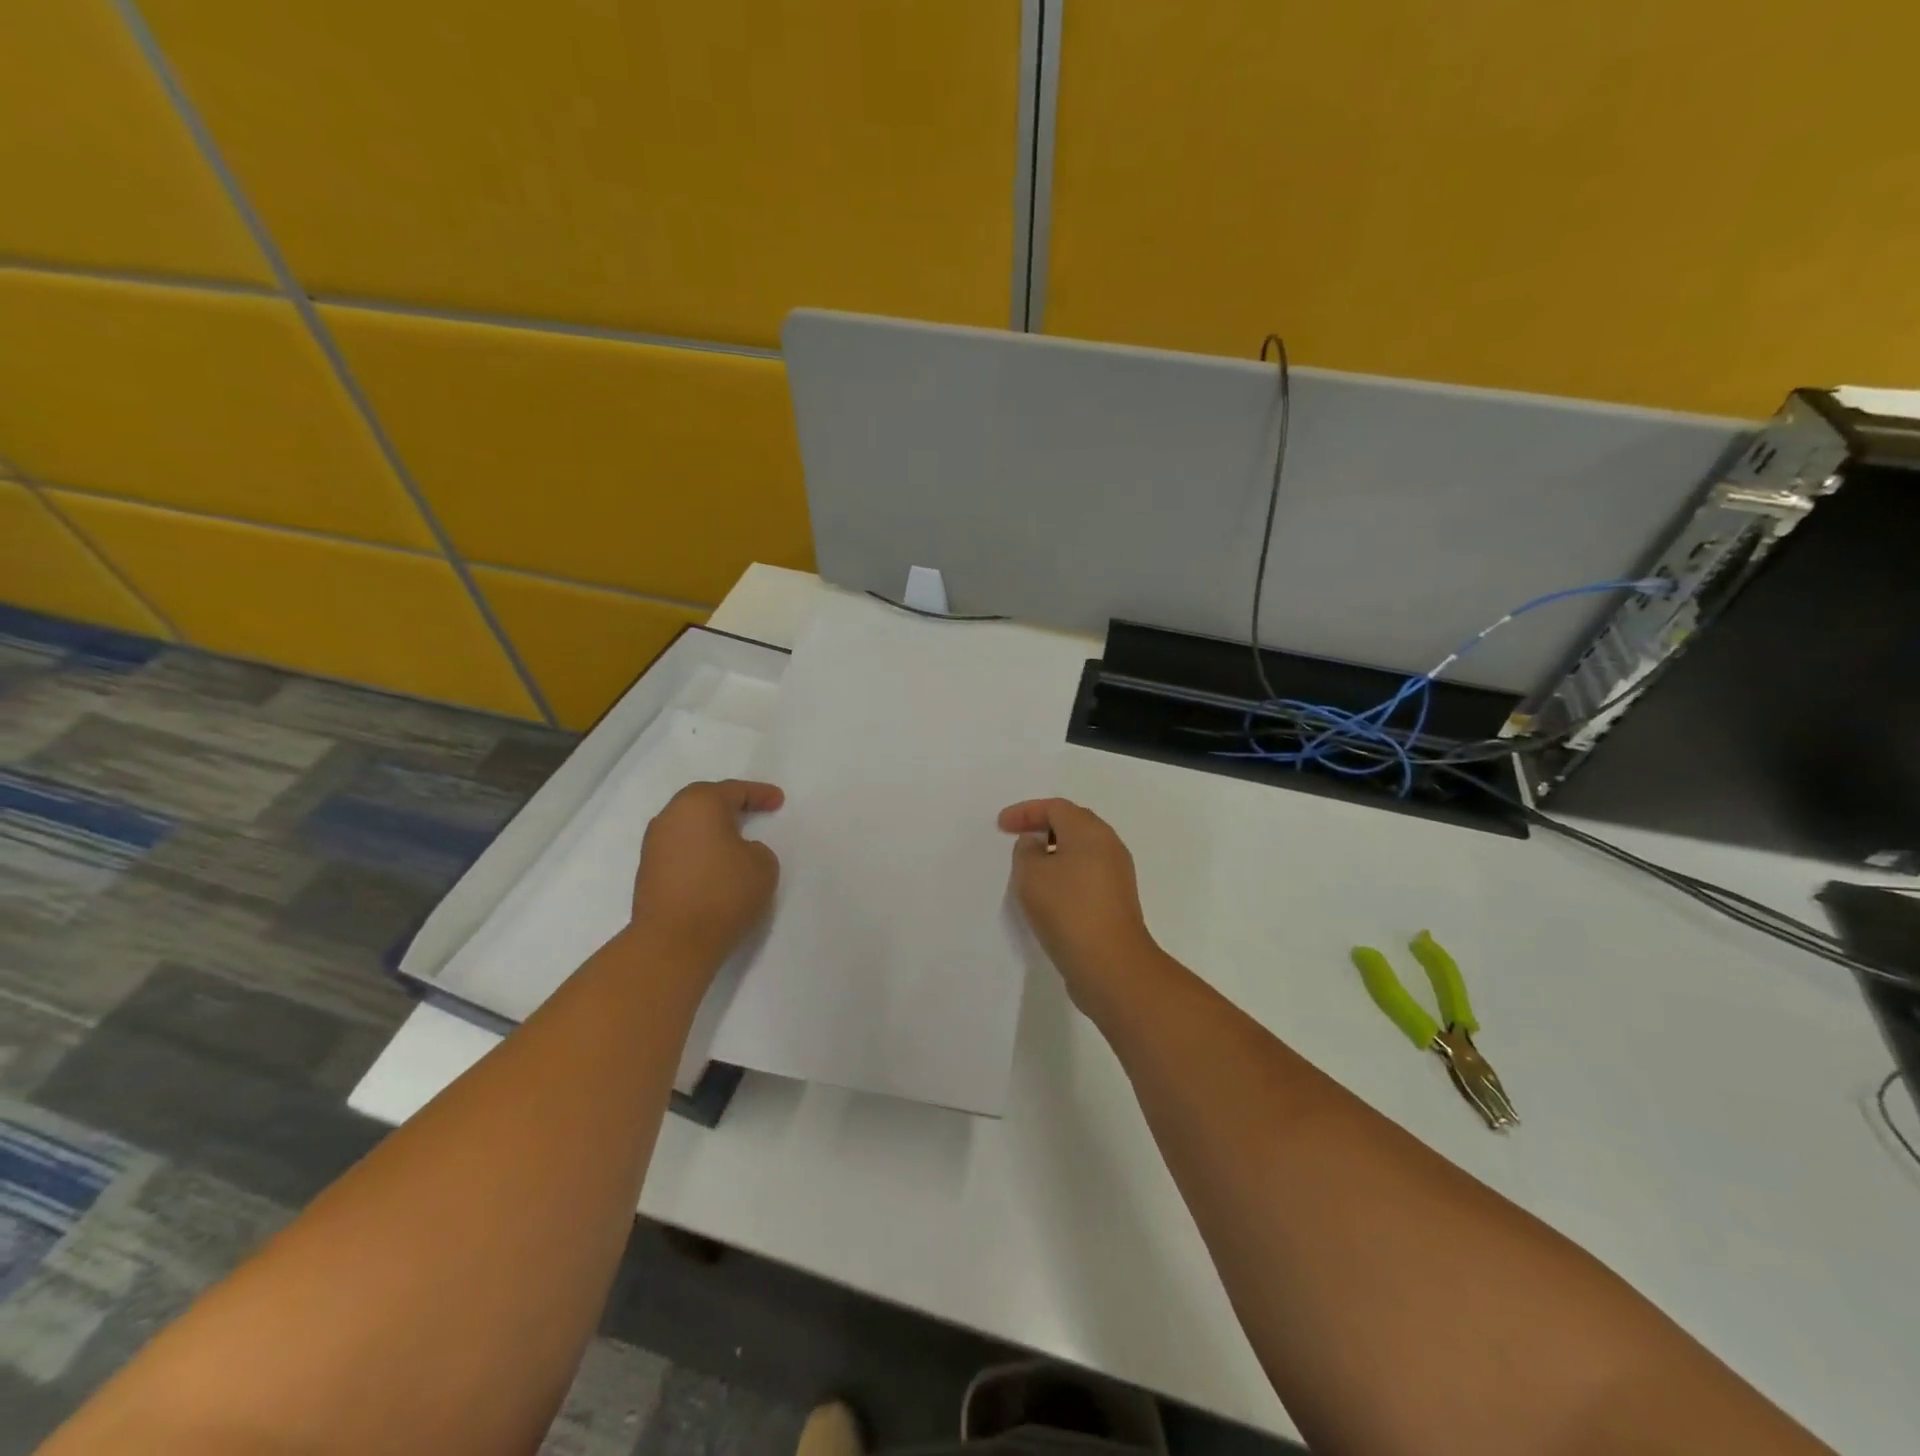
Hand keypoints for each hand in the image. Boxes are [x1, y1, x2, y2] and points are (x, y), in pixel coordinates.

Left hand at [630, 780, 783, 968]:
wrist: (673, 941)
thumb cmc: (723, 892)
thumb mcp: (763, 864)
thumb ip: (755, 848)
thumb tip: (736, 851)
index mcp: (699, 804)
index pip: (735, 791)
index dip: (760, 794)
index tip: (778, 800)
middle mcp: (671, 816)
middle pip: (705, 801)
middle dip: (730, 805)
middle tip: (754, 810)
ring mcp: (654, 844)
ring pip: (689, 825)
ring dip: (712, 828)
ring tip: (735, 839)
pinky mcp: (648, 870)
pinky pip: (681, 847)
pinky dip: (700, 849)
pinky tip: (715, 863)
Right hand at [998, 797, 1164, 1012]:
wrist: (1110, 964)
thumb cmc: (1067, 909)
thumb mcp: (1032, 874)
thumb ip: (1027, 851)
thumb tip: (1037, 845)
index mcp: (1090, 832)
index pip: (1056, 808)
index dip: (1026, 812)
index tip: (1001, 825)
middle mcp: (1109, 846)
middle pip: (1073, 824)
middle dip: (1043, 826)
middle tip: (1017, 837)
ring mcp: (1117, 875)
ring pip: (1082, 851)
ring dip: (1055, 852)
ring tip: (1029, 866)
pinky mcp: (1116, 901)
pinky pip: (1087, 874)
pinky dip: (1065, 873)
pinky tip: (1049, 892)